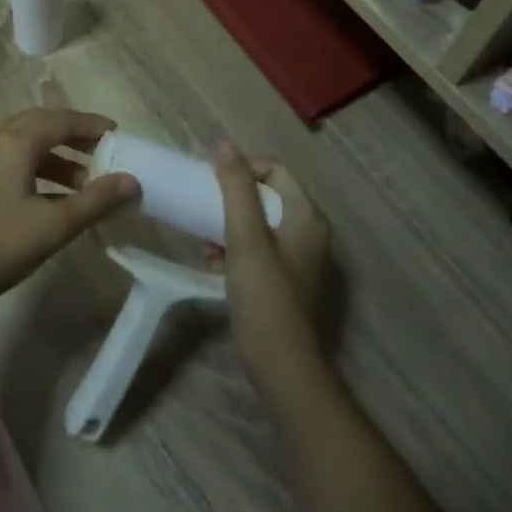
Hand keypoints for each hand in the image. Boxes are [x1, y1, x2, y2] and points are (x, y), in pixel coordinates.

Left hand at [0, 109, 140, 316]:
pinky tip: (54, 195)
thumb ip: (95, 201)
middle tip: (104, 152)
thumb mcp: (53, 226)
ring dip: (58, 153)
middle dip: (75, 134)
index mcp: (15, 142)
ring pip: (26, 141)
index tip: (118, 135)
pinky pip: (13, 156)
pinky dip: (39, 165)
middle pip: (42, 123)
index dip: (91, 125)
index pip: (61, 120)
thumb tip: (132, 181)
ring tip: (85, 180)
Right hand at [209, 145, 331, 399]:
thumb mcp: (244, 236)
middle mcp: (309, 232)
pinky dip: (236, 249)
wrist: (282, 366)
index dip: (243, 167)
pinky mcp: (287, 281)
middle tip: (203, 208)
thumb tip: (224, 145)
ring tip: (204, 242)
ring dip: (229, 225)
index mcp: (306, 216)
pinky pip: (259, 249)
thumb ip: (235, 187)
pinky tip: (213, 264)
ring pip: (260, 223)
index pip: (275, 170)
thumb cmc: (264, 295)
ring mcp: (300, 259)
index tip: (210, 178)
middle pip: (266, 195)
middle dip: (231, 199)